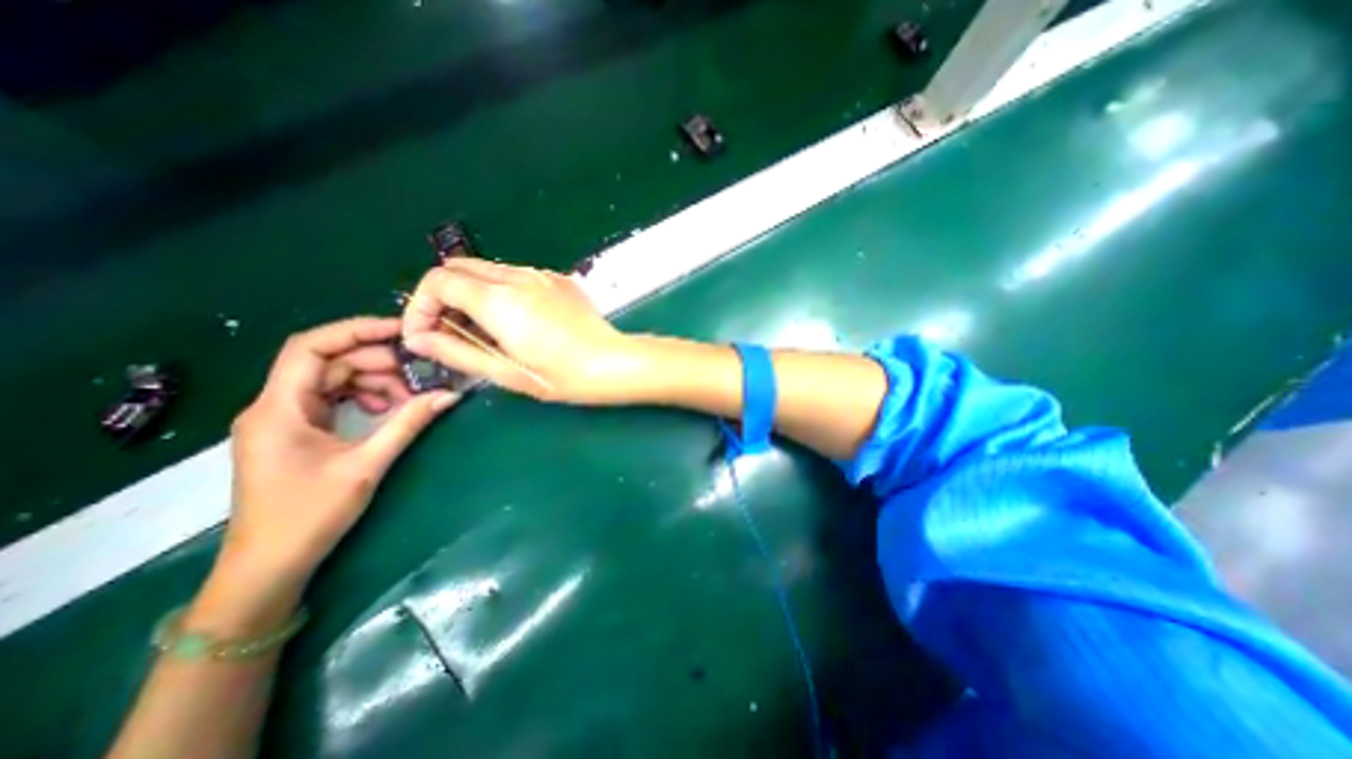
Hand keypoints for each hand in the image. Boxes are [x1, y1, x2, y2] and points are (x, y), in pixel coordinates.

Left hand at [204, 317, 456, 625]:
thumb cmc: (309, 516)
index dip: (357, 331)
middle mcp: (275, 406)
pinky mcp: (297, 432)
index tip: (401, 330)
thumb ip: (408, 424)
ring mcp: (285, 419)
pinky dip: (365, 398)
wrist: (268, 566)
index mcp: (279, 408)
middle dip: (377, 361)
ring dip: (375, 381)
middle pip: (328, 362)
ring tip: (409, 396)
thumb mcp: (366, 465)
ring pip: (334, 380)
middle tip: (419, 372)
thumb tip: (450, 394)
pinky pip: (334, 399)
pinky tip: (388, 410)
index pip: (311, 347)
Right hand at [398, 259, 644, 404]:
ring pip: (489, 270)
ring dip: (473, 293)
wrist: (612, 363)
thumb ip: (456, 352)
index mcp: (499, 299)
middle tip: (450, 332)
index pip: (438, 281)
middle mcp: (518, 277)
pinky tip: (518, 320)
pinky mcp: (559, 280)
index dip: (420, 306)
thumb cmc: (560, 376)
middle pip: (460, 268)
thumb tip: (418, 339)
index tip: (425, 335)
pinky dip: (502, 291)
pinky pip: (518, 276)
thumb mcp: (505, 372)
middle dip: (443, 296)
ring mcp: (542, 275)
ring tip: (484, 330)